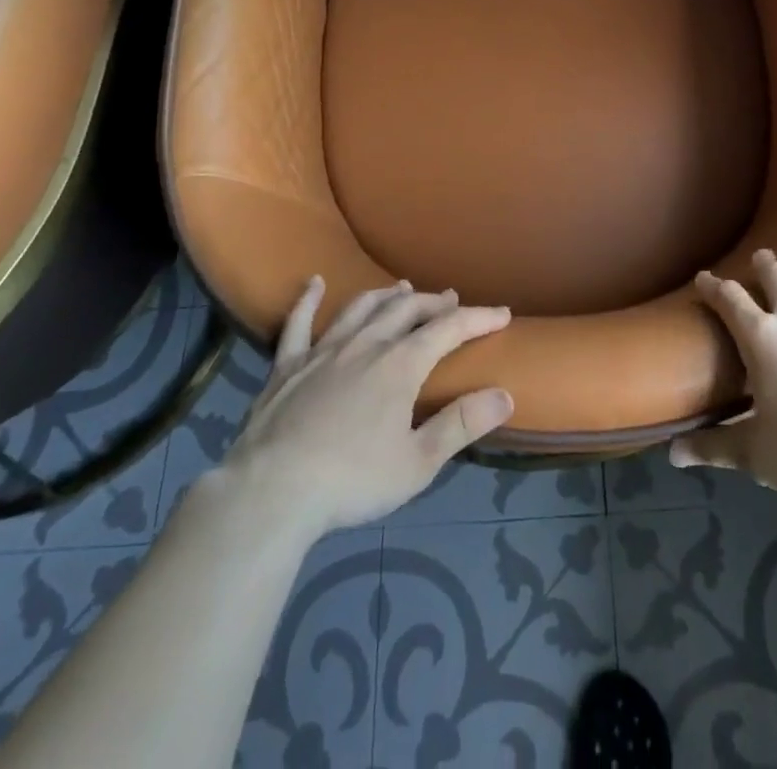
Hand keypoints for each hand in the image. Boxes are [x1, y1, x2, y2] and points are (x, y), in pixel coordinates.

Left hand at [219, 278, 514, 534]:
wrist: (271, 492)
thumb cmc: (352, 481)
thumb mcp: (418, 462)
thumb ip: (461, 424)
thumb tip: (505, 395)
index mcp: (400, 365)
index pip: (449, 329)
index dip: (478, 318)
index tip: (502, 313)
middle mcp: (365, 345)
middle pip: (406, 310)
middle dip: (433, 302)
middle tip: (451, 299)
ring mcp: (322, 351)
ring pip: (361, 308)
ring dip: (386, 296)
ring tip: (403, 287)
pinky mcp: (286, 366)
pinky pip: (298, 324)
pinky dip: (308, 300)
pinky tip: (314, 283)